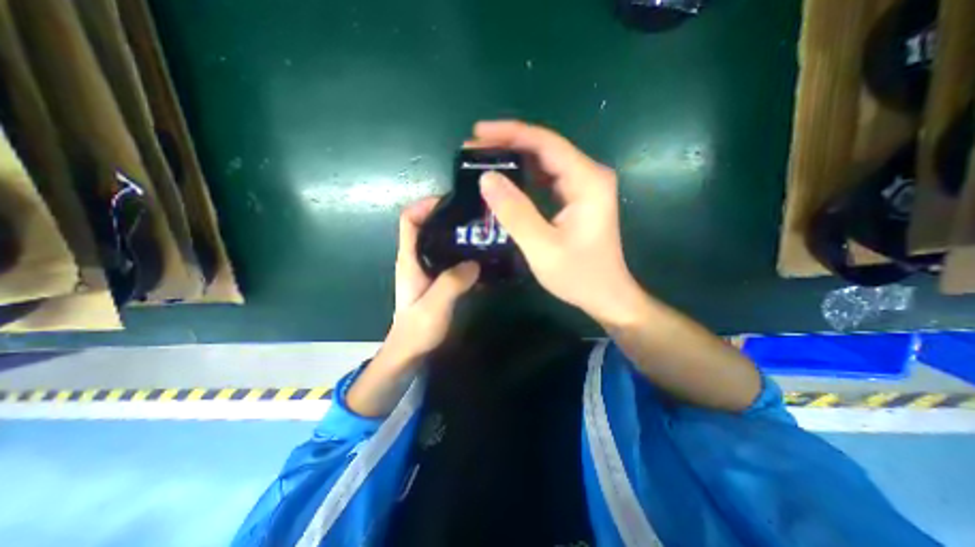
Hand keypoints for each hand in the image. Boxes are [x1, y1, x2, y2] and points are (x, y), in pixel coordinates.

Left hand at [389, 196, 477, 363]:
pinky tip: (480, 257)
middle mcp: (415, 259)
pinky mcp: (435, 280)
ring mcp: (426, 270)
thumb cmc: (417, 330)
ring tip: (481, 234)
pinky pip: (448, 258)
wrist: (410, 352)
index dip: (425, 206)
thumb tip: (474, 262)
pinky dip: (461, 253)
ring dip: (457, 235)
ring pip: (439, 242)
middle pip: (427, 227)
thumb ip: (452, 282)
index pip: (409, 221)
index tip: (450, 202)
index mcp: (409, 259)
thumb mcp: (434, 306)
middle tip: (474, 217)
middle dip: (447, 217)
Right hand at [470, 120, 641, 323]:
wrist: (606, 295)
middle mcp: (589, 175)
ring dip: (514, 159)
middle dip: (508, 145)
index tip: (477, 133)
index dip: (510, 133)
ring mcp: (584, 186)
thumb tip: (486, 178)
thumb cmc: (579, 276)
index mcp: (587, 181)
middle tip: (473, 150)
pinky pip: (547, 179)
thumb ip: (515, 212)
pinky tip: (505, 180)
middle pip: (544, 148)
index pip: (545, 143)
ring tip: (483, 161)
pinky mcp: (577, 198)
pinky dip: (524, 177)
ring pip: (544, 162)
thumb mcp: (542, 247)